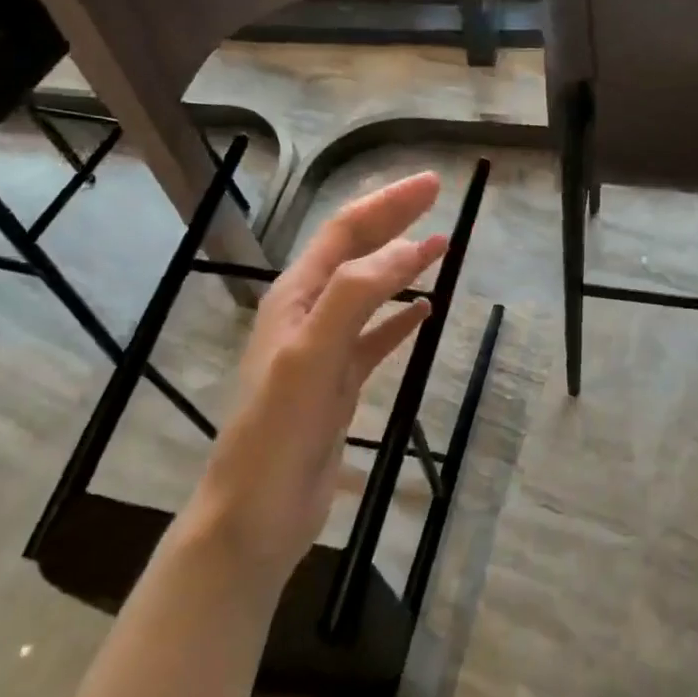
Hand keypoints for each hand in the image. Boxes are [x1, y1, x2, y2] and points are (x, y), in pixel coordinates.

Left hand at [184, 172, 446, 586]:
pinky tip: (424, 313)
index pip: (345, 233)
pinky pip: (376, 339)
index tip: (430, 184)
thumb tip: (410, 248)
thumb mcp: (313, 352)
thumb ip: (357, 295)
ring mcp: (324, 350)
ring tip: (441, 246)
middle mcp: (308, 314)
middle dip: (394, 222)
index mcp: (295, 297)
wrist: (257, 512)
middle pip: (356, 254)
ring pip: (370, 293)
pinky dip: (401, 320)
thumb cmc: (278, 429)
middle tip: (436, 197)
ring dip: (402, 266)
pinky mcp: (339, 384)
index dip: (386, 204)